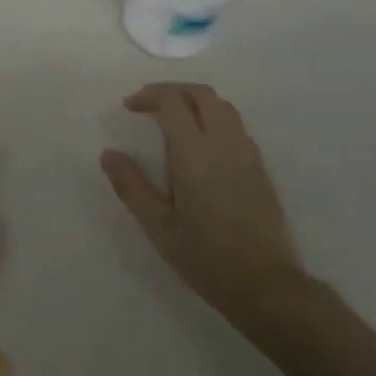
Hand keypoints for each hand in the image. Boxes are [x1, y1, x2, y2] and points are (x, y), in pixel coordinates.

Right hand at [100, 82, 311, 328]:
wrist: (266, 285)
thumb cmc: (206, 257)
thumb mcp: (158, 226)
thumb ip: (132, 186)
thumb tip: (108, 154)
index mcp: (195, 153)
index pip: (173, 101)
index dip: (149, 96)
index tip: (129, 107)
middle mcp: (224, 143)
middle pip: (201, 94)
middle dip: (172, 90)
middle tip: (147, 105)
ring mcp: (247, 153)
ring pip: (222, 106)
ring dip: (194, 101)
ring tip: (171, 120)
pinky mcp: (260, 167)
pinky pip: (235, 125)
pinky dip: (212, 118)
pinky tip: (198, 144)